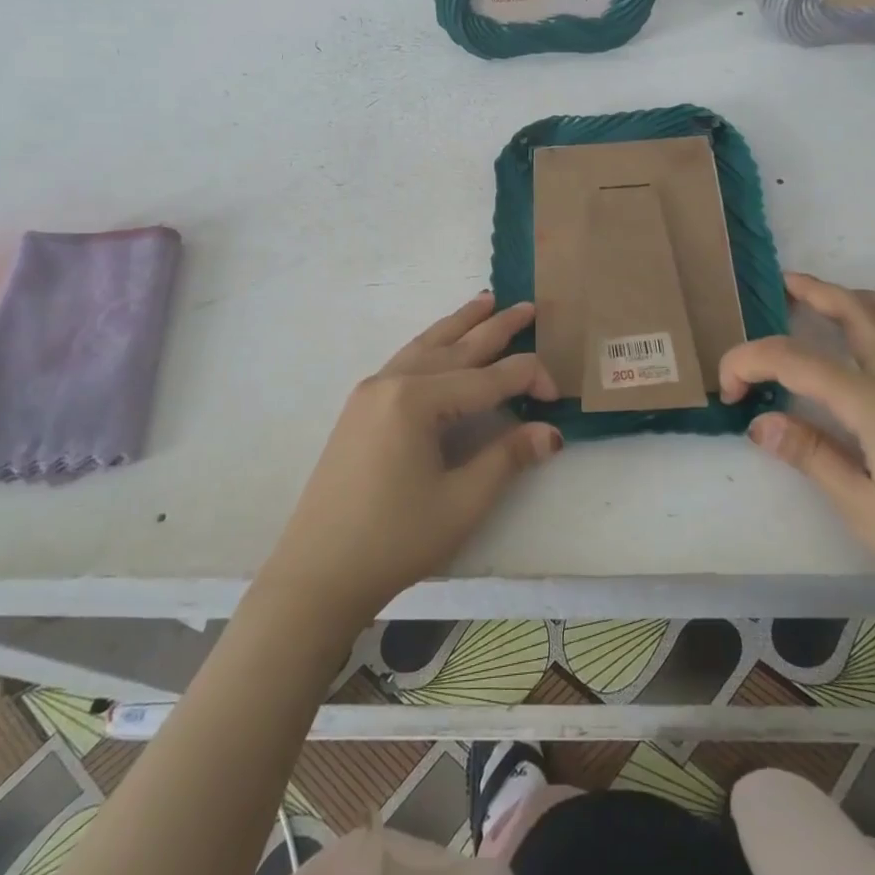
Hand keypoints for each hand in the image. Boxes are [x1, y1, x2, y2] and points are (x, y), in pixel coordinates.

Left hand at [259, 292, 562, 626]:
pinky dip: (432, 344)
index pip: (488, 379)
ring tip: (485, 301)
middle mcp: (392, 382)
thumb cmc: (394, 540)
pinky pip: (405, 361)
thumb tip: (551, 433)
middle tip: (527, 306)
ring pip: (426, 346)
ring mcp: (370, 392)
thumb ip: (507, 458)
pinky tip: (440, 343)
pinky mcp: (359, 408)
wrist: (317, 573)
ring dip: (459, 324)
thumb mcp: (461, 502)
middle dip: (495, 328)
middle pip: (456, 347)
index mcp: (416, 400)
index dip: (528, 381)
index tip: (558, 397)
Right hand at [720, 273, 874, 622]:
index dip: (750, 363)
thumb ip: (809, 454)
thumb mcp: (860, 506)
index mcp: (874, 402)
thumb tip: (758, 422)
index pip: (796, 362)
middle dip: (816, 293)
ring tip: (838, 300)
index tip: (726, 390)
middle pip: (857, 313)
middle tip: (784, 286)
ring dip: (863, 297)